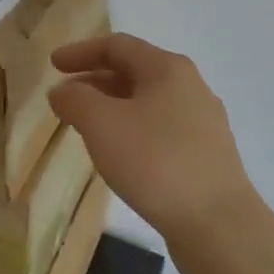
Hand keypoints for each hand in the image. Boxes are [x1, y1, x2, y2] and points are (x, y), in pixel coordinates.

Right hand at [50, 33, 257, 243]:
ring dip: (113, 108)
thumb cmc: (155, 162)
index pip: (117, 45)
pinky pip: (161, 130)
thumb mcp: (101, 124)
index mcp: (168, 68)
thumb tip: (62, 91)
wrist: (219, 227)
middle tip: (66, 98)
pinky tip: (120, 156)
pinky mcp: (207, 156)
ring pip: (148, 103)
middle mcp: (190, 87)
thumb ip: (75, 100)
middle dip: (95, 81)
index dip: (81, 52)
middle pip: (134, 72)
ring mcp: (203, 123)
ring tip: (87, 128)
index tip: (53, 66)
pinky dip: (133, 131)